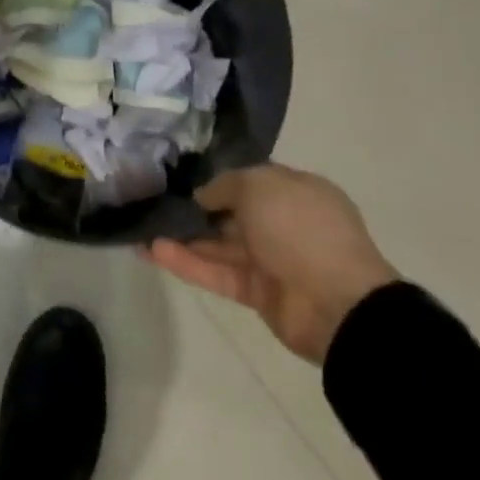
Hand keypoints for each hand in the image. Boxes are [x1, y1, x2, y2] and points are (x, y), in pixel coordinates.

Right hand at [143, 163, 398, 364]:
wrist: (338, 304)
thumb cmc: (301, 227)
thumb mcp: (260, 184)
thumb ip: (225, 185)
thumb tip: (203, 196)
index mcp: (295, 191)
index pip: (250, 179)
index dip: (217, 177)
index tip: (181, 175)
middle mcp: (284, 223)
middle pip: (231, 213)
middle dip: (194, 208)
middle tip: (153, 200)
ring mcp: (271, 260)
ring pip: (219, 244)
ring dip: (182, 237)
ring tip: (141, 228)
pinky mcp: (257, 293)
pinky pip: (217, 273)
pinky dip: (188, 263)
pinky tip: (153, 251)